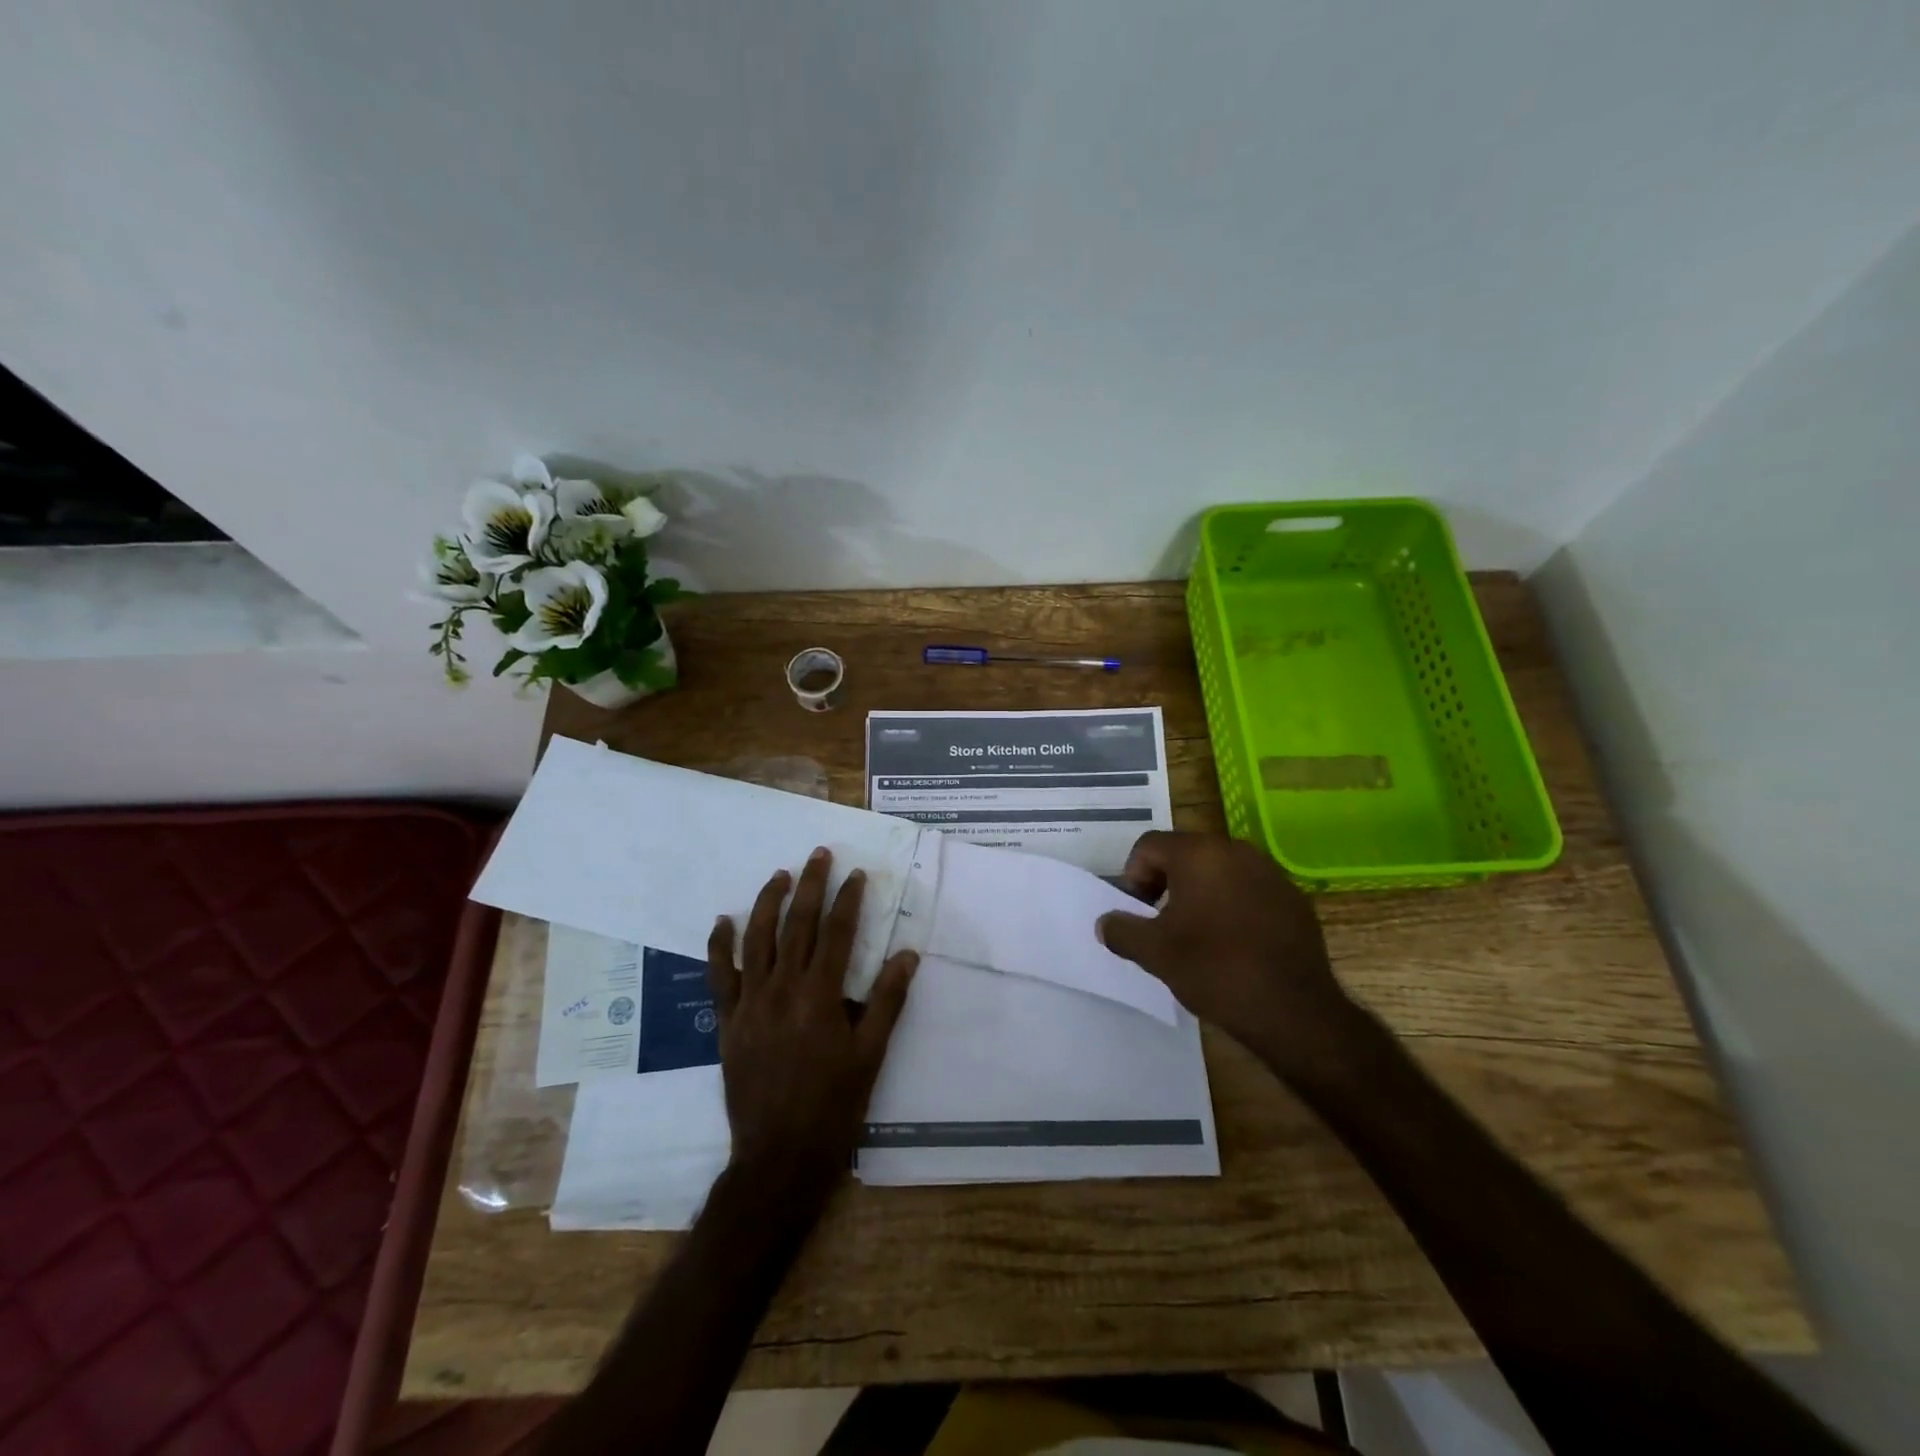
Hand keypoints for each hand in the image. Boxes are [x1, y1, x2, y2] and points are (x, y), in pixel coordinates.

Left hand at [706, 848, 916, 1185]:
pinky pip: (719, 975)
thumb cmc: (833, 1105)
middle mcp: (782, 990)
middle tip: (819, 855)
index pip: (836, 934)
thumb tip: (907, 955)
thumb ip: (887, 1001)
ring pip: (757, 939)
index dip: (848, 900)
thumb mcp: (870, 1054)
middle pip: (796, 925)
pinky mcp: (727, 1021)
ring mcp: (750, 1003)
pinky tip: (723, 921)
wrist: (779, 1155)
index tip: (856, 874)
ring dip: (768, 902)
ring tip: (780, 874)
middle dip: (810, 886)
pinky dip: (719, 945)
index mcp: (820, 997)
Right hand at [1095, 831, 1355, 1076]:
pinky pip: (1250, 890)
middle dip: (1166, 882)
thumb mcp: (1154, 953)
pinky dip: (1233, 906)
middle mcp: (1236, 851)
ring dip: (1200, 893)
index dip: (1133, 875)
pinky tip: (1234, 943)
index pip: (1150, 845)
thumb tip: (1105, 923)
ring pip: (1220, 871)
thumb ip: (1122, 930)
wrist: (1294, 1009)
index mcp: (1198, 854)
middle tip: (1161, 922)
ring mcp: (1270, 872)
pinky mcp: (1294, 898)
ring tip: (1197, 934)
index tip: (1138, 912)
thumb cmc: (1215, 969)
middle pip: (1186, 853)